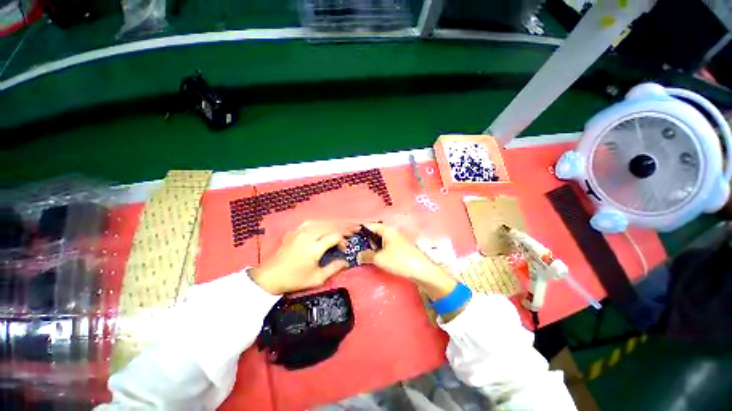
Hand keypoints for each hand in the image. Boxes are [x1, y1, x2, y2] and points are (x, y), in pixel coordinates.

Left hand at [248, 221, 357, 293]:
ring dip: (335, 223)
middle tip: (355, 227)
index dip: (343, 240)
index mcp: (314, 247)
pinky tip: (325, 225)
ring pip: (323, 221)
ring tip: (343, 225)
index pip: (335, 236)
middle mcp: (308, 235)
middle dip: (345, 226)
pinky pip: (312, 222)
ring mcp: (300, 231)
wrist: (270, 277)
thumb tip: (346, 262)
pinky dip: (322, 222)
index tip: (344, 248)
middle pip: (331, 225)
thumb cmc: (295, 279)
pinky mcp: (295, 231)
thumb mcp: (317, 279)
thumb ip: (334, 268)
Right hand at [359, 223, 456, 299]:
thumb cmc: (399, 260)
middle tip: (356, 248)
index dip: (359, 230)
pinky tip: (376, 258)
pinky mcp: (401, 247)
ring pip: (381, 239)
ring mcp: (398, 239)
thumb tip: (358, 256)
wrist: (422, 270)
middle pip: (375, 232)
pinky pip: (387, 245)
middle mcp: (392, 231)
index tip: (351, 237)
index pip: (370, 225)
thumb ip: (366, 256)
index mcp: (387, 229)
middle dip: (366, 239)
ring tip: (364, 254)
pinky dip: (380, 249)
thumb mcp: (379, 259)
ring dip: (373, 246)